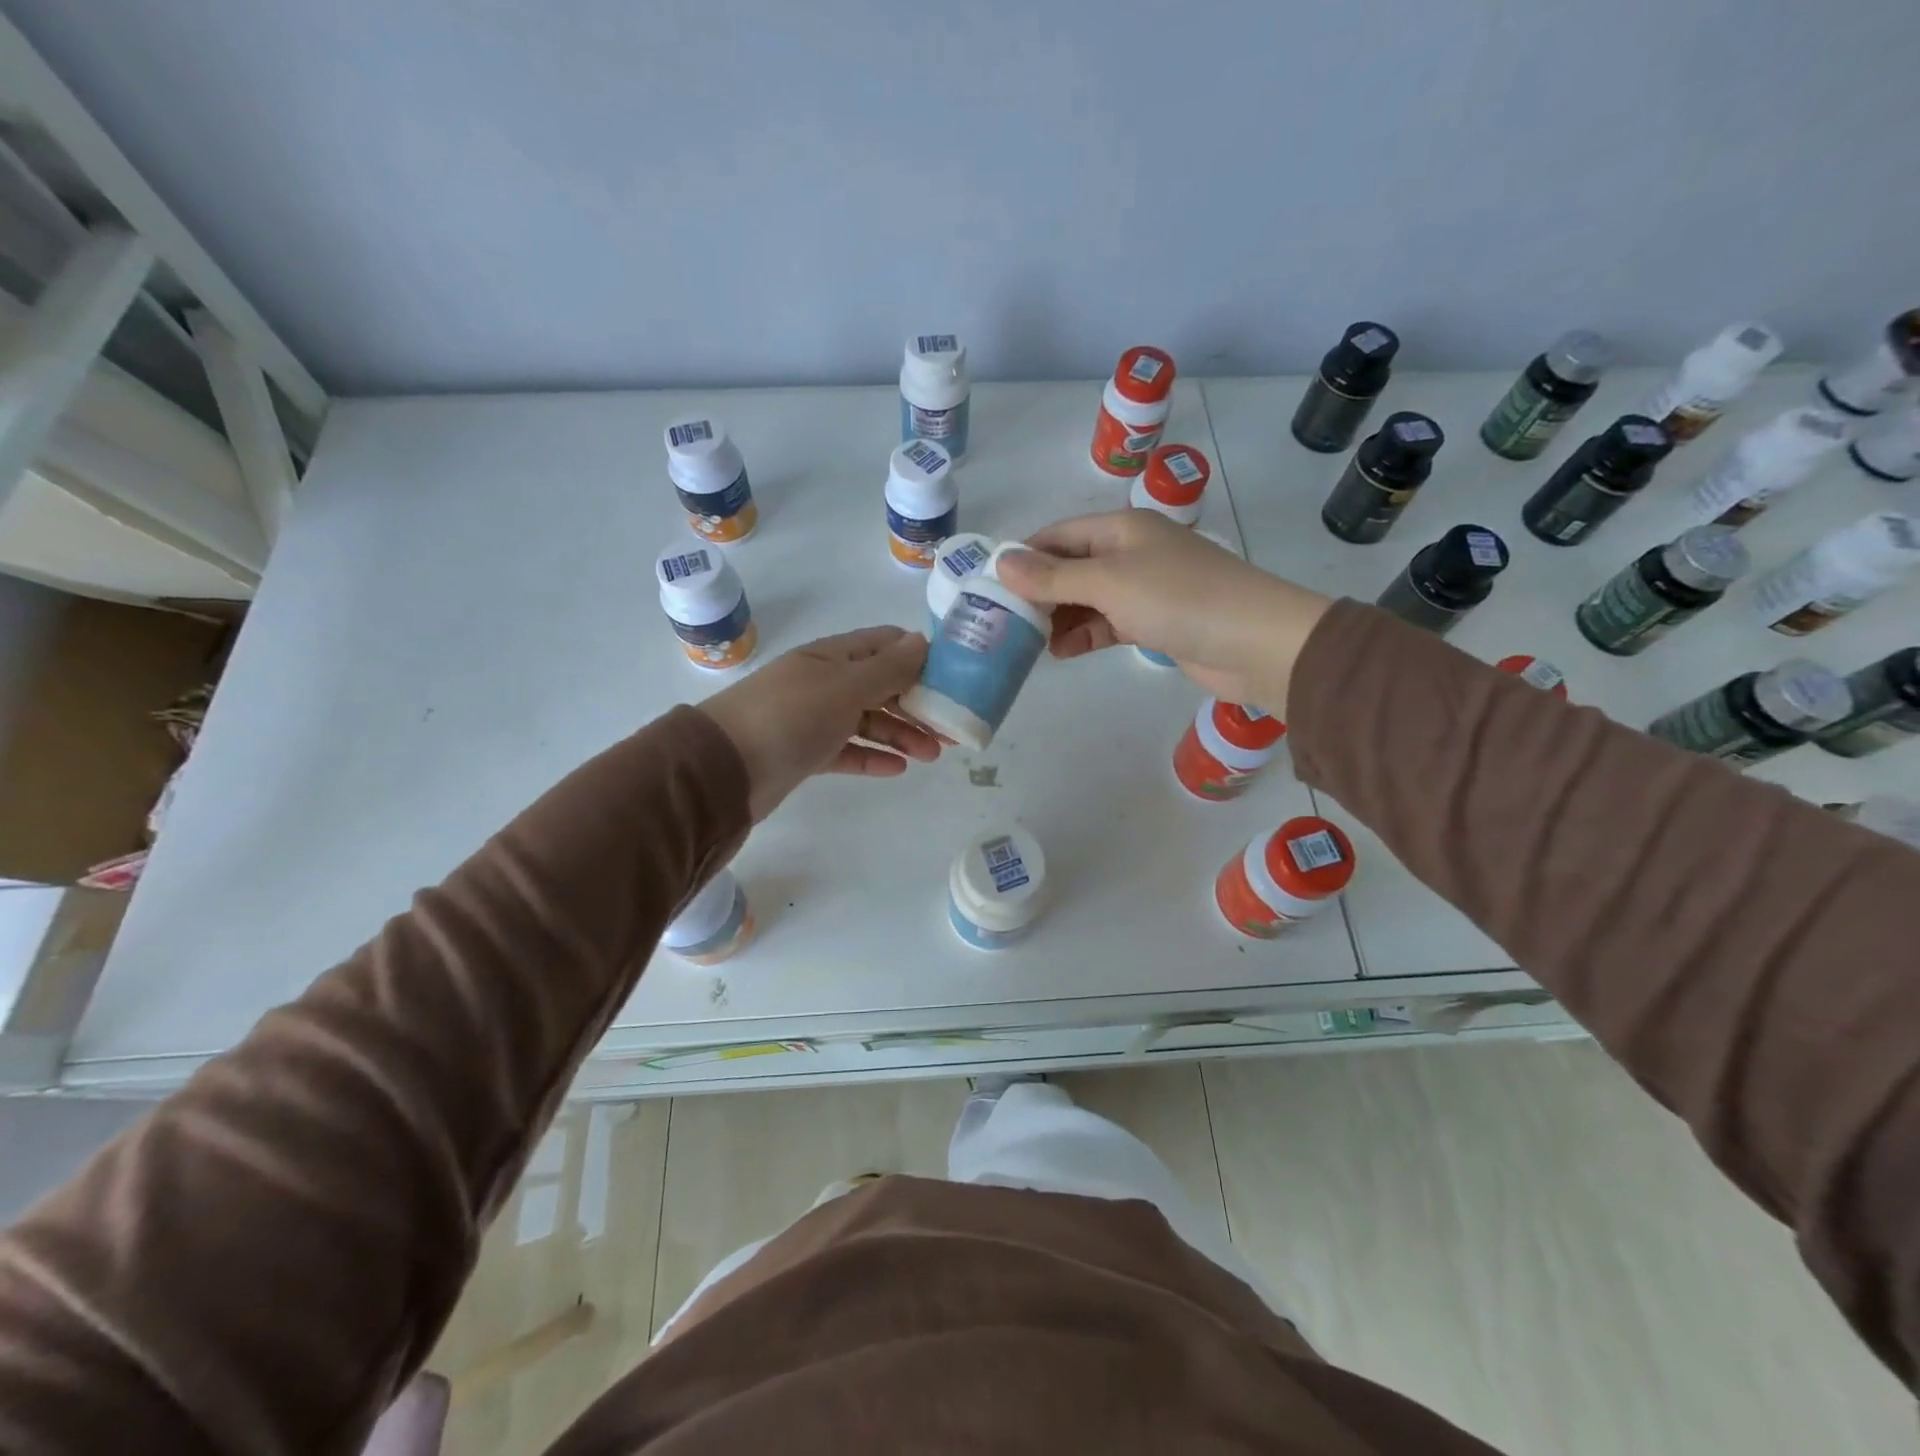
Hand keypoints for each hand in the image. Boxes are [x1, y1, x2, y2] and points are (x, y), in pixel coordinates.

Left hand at [699, 626, 942, 820]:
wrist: (723, 770)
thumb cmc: (789, 717)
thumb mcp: (845, 687)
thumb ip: (887, 668)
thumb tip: (923, 641)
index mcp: (832, 656)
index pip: (884, 645)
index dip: (919, 657)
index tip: (954, 677)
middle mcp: (824, 682)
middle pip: (881, 686)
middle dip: (917, 703)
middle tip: (951, 727)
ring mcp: (813, 718)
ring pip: (868, 721)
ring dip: (901, 734)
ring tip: (933, 755)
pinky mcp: (806, 753)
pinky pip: (848, 750)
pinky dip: (872, 756)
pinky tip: (899, 769)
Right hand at [993, 510, 1332, 714]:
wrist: (1256, 643)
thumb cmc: (1179, 599)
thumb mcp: (1108, 582)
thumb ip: (1053, 576)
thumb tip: (1000, 562)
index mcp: (1121, 529)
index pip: (1058, 535)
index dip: (1023, 557)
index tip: (990, 587)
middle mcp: (1130, 553)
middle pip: (1070, 567)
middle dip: (1038, 593)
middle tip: (1002, 623)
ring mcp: (1145, 589)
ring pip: (1087, 599)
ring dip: (1059, 618)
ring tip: (1027, 644)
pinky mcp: (1156, 622)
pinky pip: (1108, 624)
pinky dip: (1085, 635)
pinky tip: (1062, 654)